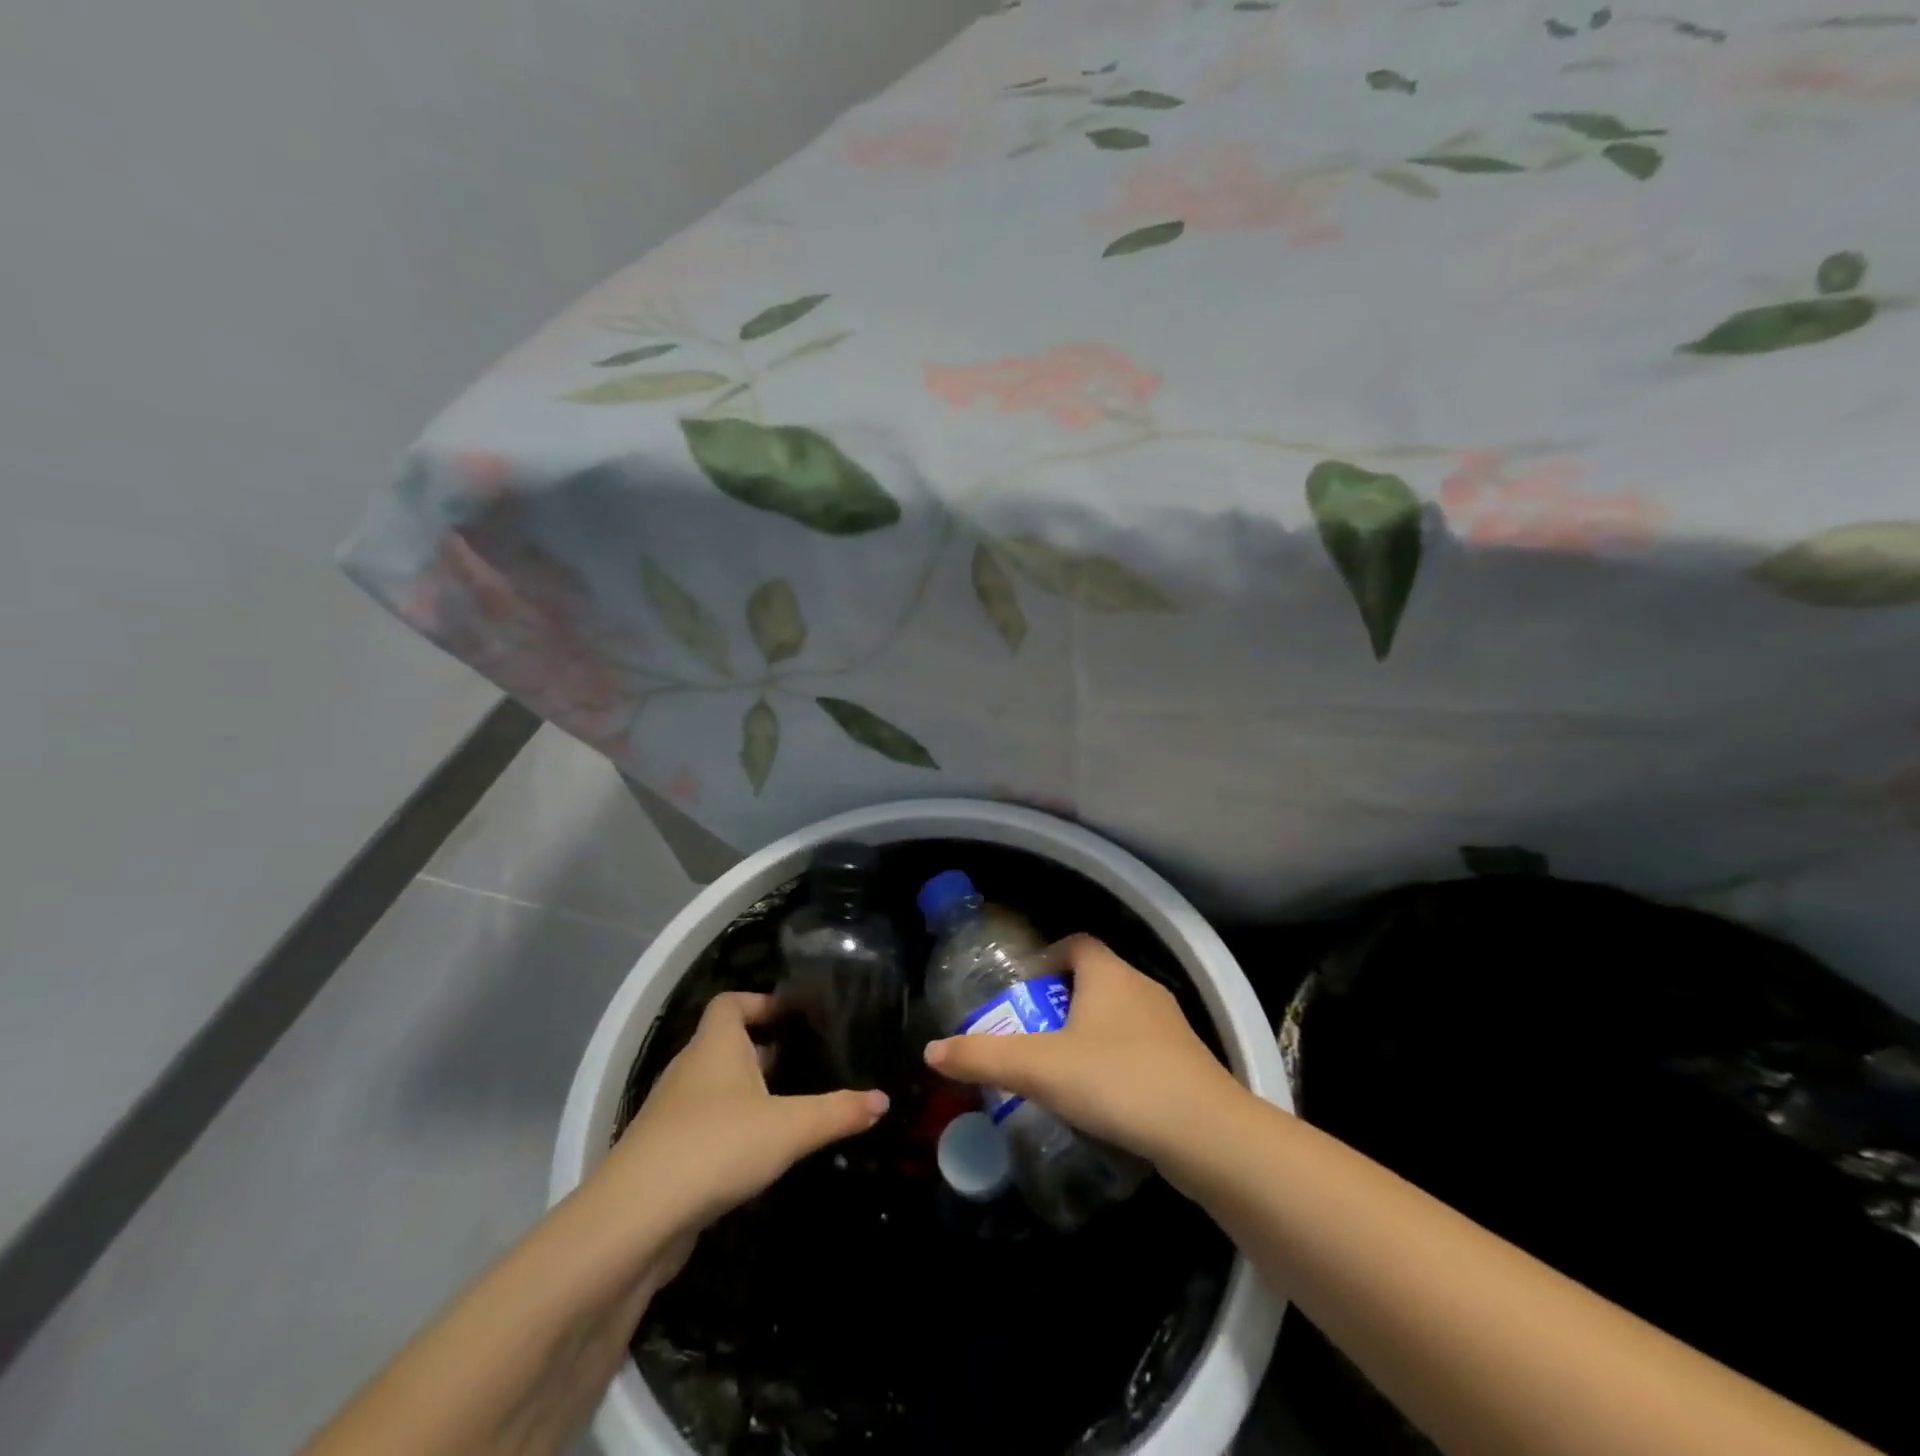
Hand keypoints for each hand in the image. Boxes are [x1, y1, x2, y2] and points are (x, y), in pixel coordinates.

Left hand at [594, 992, 887, 1232]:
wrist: (634, 1220)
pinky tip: (759, 1154)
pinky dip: (731, 1129)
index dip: (760, 1001)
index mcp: (715, 1045)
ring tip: (791, 1106)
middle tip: (806, 1061)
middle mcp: (690, 1069)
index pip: (730, 1002)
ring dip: (748, 1092)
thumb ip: (838, 1112)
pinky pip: (704, 1126)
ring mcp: (672, 1114)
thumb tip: (883, 1099)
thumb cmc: (716, 1146)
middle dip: (763, 1050)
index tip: (793, 1015)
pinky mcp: (665, 1154)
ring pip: (715, 1088)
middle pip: (725, 1044)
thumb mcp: (789, 1127)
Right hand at [922, 934, 1243, 1163]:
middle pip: (1094, 980)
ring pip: (1117, 1016)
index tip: (1023, 989)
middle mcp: (1141, 988)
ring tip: (1059, 1070)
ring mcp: (1169, 1025)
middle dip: (1059, 1003)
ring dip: (1087, 1034)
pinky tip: (1100, 1099)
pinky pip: (1139, 1048)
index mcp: (1109, 973)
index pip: (1075, 943)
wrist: (1206, 1134)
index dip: (1046, 958)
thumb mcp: (1040, 1069)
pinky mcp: (1185, 1062)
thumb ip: (984, 1057)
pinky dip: (1114, 1061)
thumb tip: (931, 1052)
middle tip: (1031, 1035)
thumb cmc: (1117, 1081)